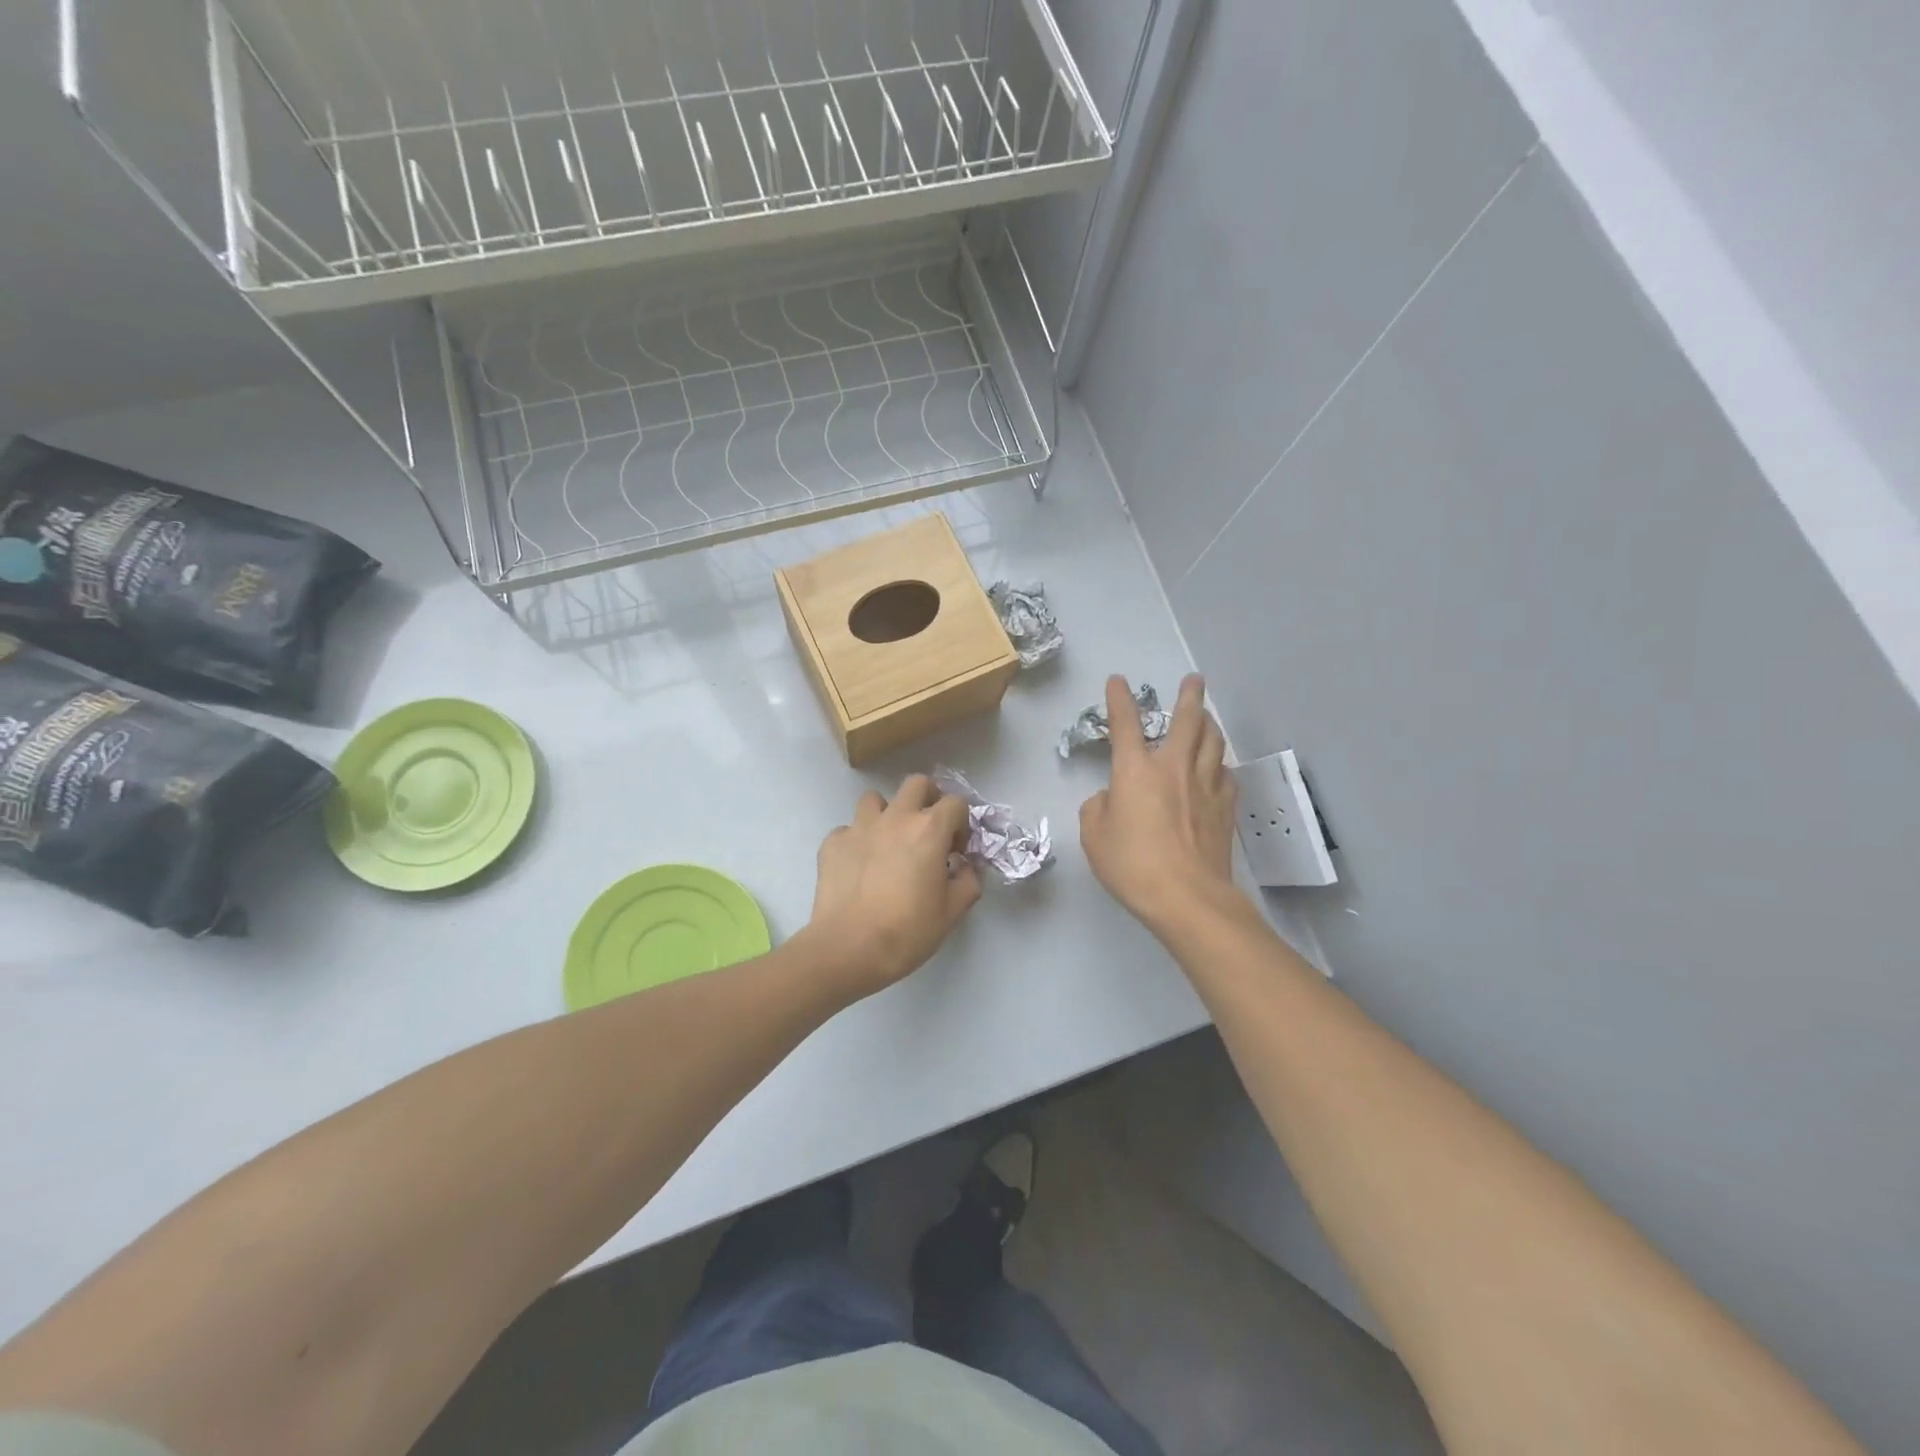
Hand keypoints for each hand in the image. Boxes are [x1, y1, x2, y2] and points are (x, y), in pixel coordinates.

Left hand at [803, 774, 982, 997]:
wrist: (848, 949)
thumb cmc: (907, 931)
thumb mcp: (952, 912)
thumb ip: (968, 881)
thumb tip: (966, 867)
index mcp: (929, 829)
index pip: (956, 803)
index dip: (961, 823)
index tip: (956, 850)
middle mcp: (895, 817)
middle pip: (916, 784)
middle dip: (927, 800)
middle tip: (927, 831)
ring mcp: (859, 826)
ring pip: (876, 800)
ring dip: (887, 815)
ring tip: (888, 844)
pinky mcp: (832, 842)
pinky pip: (848, 829)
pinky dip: (857, 841)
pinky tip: (859, 867)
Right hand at [1080, 674, 1238, 931]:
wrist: (1187, 896)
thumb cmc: (1132, 865)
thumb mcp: (1094, 837)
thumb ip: (1097, 808)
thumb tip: (1111, 799)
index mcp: (1136, 771)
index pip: (1125, 724)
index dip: (1119, 699)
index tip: (1117, 681)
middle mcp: (1173, 767)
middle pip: (1188, 720)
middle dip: (1190, 696)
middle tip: (1194, 680)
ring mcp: (1205, 786)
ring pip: (1213, 742)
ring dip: (1209, 724)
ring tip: (1207, 717)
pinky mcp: (1225, 808)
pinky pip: (1226, 774)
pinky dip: (1220, 764)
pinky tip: (1217, 768)